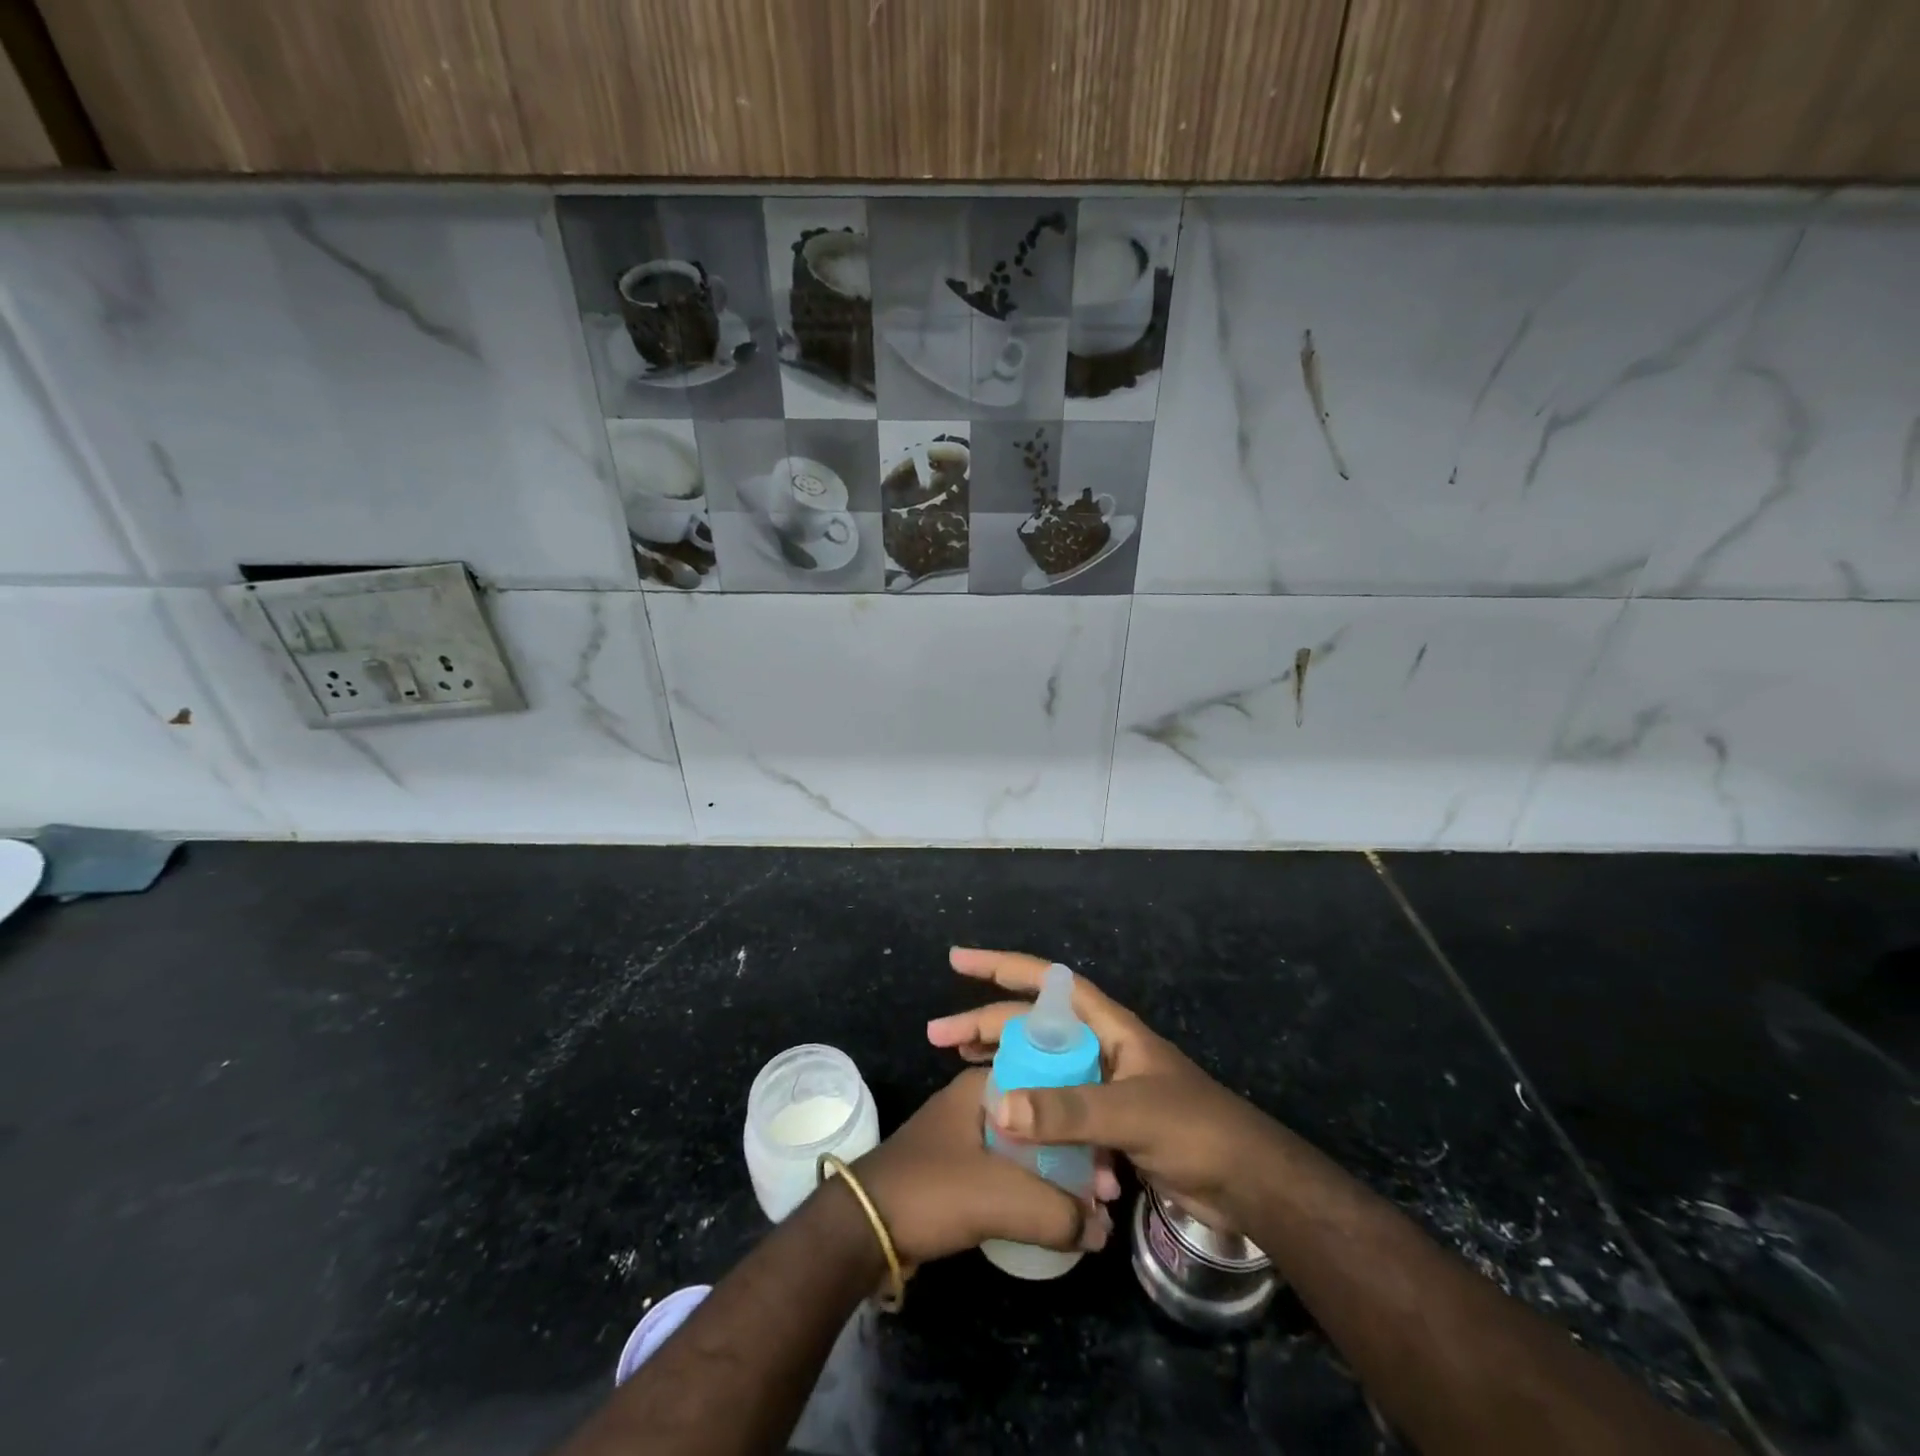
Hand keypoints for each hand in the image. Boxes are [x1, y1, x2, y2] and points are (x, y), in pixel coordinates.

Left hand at [851, 1068, 1113, 1266]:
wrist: (861, 1228)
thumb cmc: (931, 1191)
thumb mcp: (1000, 1198)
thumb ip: (1058, 1212)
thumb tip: (1101, 1230)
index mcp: (983, 1086)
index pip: (1049, 1087)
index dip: (1084, 1122)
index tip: (1112, 1160)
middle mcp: (975, 1101)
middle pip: (1040, 1122)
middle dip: (1075, 1155)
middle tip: (1107, 1193)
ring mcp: (964, 1135)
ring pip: (1025, 1150)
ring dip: (1056, 1177)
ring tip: (1089, 1212)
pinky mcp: (958, 1169)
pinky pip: (1008, 1173)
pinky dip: (1032, 1191)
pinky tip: (1054, 1217)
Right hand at [927, 947, 1277, 1228]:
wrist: (1247, 1186)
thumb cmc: (1194, 1130)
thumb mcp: (1130, 1113)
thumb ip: (1066, 1110)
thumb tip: (998, 1104)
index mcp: (1108, 1027)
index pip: (1046, 981)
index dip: (1001, 965)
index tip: (958, 960)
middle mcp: (1100, 1048)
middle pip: (1033, 1026)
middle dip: (987, 1024)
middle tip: (939, 1037)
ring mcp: (1102, 1086)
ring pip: (1040, 1066)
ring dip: (1002, 1064)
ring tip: (958, 1066)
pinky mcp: (1106, 1124)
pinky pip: (1055, 1108)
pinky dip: (1029, 1112)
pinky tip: (1004, 1124)